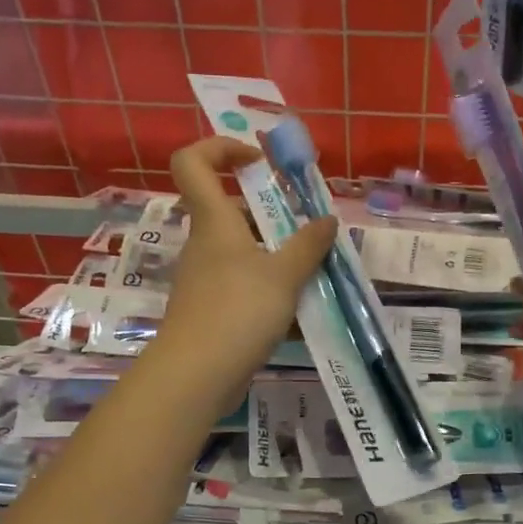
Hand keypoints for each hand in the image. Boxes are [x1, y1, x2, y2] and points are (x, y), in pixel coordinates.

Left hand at [156, 137, 335, 401]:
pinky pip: (244, 290)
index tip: (258, 160)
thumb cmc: (238, 311)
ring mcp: (206, 281)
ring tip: (314, 276)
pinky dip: (270, 295)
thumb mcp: (284, 276)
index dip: (221, 148)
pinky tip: (300, 315)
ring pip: (243, 256)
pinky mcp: (211, 312)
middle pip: (231, 213)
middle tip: (307, 231)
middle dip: (271, 217)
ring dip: (277, 260)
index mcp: (214, 222)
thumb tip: (328, 220)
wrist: (196, 375)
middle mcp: (205, 246)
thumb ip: (309, 246)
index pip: (194, 162)